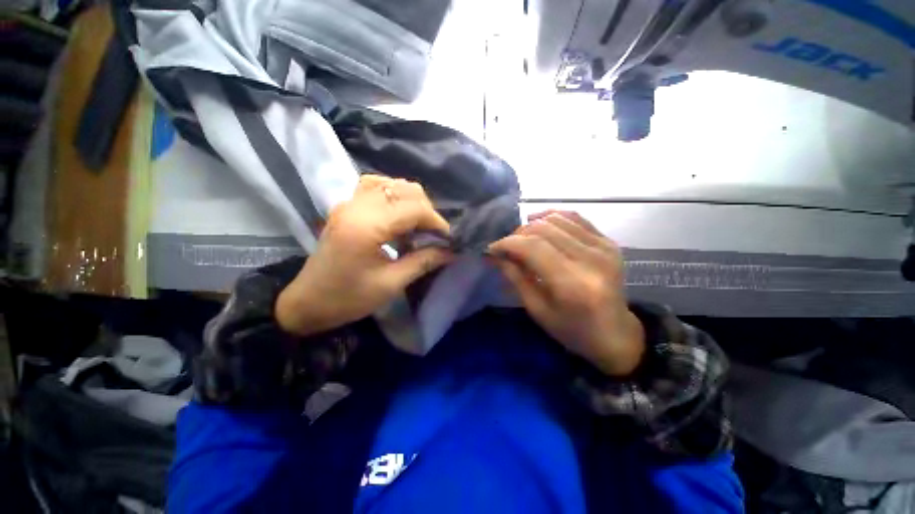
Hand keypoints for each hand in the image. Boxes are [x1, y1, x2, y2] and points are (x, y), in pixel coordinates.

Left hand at [276, 175, 453, 335]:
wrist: (308, 302)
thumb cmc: (348, 298)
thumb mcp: (391, 284)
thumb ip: (423, 262)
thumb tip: (450, 252)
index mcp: (367, 226)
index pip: (414, 208)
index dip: (437, 222)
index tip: (448, 239)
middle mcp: (357, 206)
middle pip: (405, 190)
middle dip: (427, 211)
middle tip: (433, 235)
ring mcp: (349, 202)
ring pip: (392, 184)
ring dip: (412, 202)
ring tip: (419, 225)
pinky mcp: (346, 206)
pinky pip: (376, 186)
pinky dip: (394, 195)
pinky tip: (399, 213)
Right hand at [489, 211, 644, 376]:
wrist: (615, 334)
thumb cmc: (572, 330)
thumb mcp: (537, 310)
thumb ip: (516, 278)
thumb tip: (496, 255)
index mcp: (572, 284)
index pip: (533, 247)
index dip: (507, 243)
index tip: (492, 249)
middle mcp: (591, 259)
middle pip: (543, 229)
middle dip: (517, 234)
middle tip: (506, 247)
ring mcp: (604, 247)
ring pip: (557, 219)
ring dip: (532, 225)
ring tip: (522, 238)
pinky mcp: (609, 242)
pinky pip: (575, 218)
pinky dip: (552, 218)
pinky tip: (540, 224)